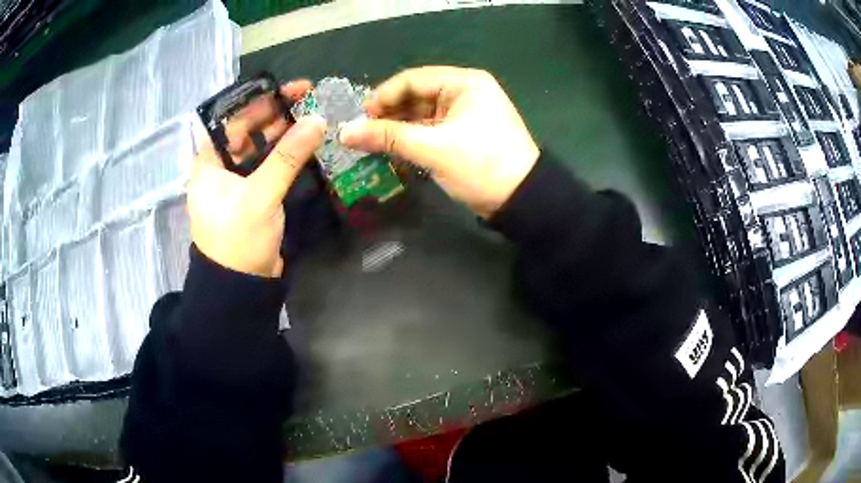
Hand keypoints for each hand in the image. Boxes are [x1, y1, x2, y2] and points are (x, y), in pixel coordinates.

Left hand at [187, 80, 326, 277]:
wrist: (240, 287)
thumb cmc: (237, 239)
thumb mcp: (259, 195)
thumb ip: (287, 156)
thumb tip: (318, 120)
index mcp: (208, 161)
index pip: (232, 118)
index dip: (260, 99)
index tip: (289, 88)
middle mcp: (220, 166)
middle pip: (248, 129)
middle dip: (276, 112)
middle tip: (309, 98)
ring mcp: (237, 181)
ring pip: (261, 147)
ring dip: (284, 132)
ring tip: (313, 116)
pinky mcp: (253, 194)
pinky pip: (269, 165)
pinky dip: (286, 154)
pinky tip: (305, 143)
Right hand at [339, 66, 539, 218]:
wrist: (522, 200)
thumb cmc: (482, 166)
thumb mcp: (433, 149)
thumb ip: (387, 137)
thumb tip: (344, 133)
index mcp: (464, 83)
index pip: (412, 79)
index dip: (382, 97)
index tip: (359, 119)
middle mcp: (464, 92)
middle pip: (415, 96)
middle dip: (388, 114)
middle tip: (361, 134)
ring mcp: (464, 114)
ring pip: (420, 115)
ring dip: (397, 129)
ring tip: (371, 144)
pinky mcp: (462, 134)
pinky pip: (429, 130)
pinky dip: (411, 139)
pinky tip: (391, 151)